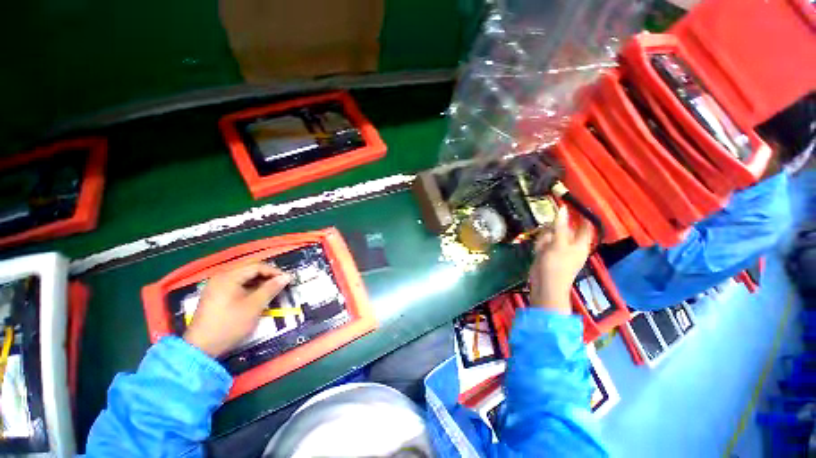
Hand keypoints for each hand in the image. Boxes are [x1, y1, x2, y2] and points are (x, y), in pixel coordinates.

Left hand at [183, 263, 291, 357]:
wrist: (201, 348)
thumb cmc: (230, 324)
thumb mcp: (254, 306)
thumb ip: (271, 288)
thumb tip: (286, 277)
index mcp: (229, 277)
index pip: (257, 266)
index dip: (274, 271)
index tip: (287, 279)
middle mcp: (221, 277)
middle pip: (249, 269)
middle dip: (267, 274)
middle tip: (281, 282)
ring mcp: (216, 286)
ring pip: (243, 276)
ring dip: (259, 280)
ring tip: (271, 288)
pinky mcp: (215, 295)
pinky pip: (236, 284)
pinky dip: (249, 286)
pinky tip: (257, 294)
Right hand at [529, 206, 592, 313]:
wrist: (545, 284)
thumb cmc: (557, 265)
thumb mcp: (558, 243)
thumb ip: (559, 226)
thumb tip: (562, 208)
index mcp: (580, 243)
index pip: (585, 226)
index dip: (581, 216)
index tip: (572, 205)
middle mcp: (570, 245)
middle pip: (564, 228)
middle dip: (554, 228)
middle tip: (548, 231)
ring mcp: (558, 249)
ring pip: (551, 234)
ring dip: (545, 237)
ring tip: (542, 246)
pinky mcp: (547, 254)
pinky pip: (544, 243)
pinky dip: (540, 244)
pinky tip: (538, 250)